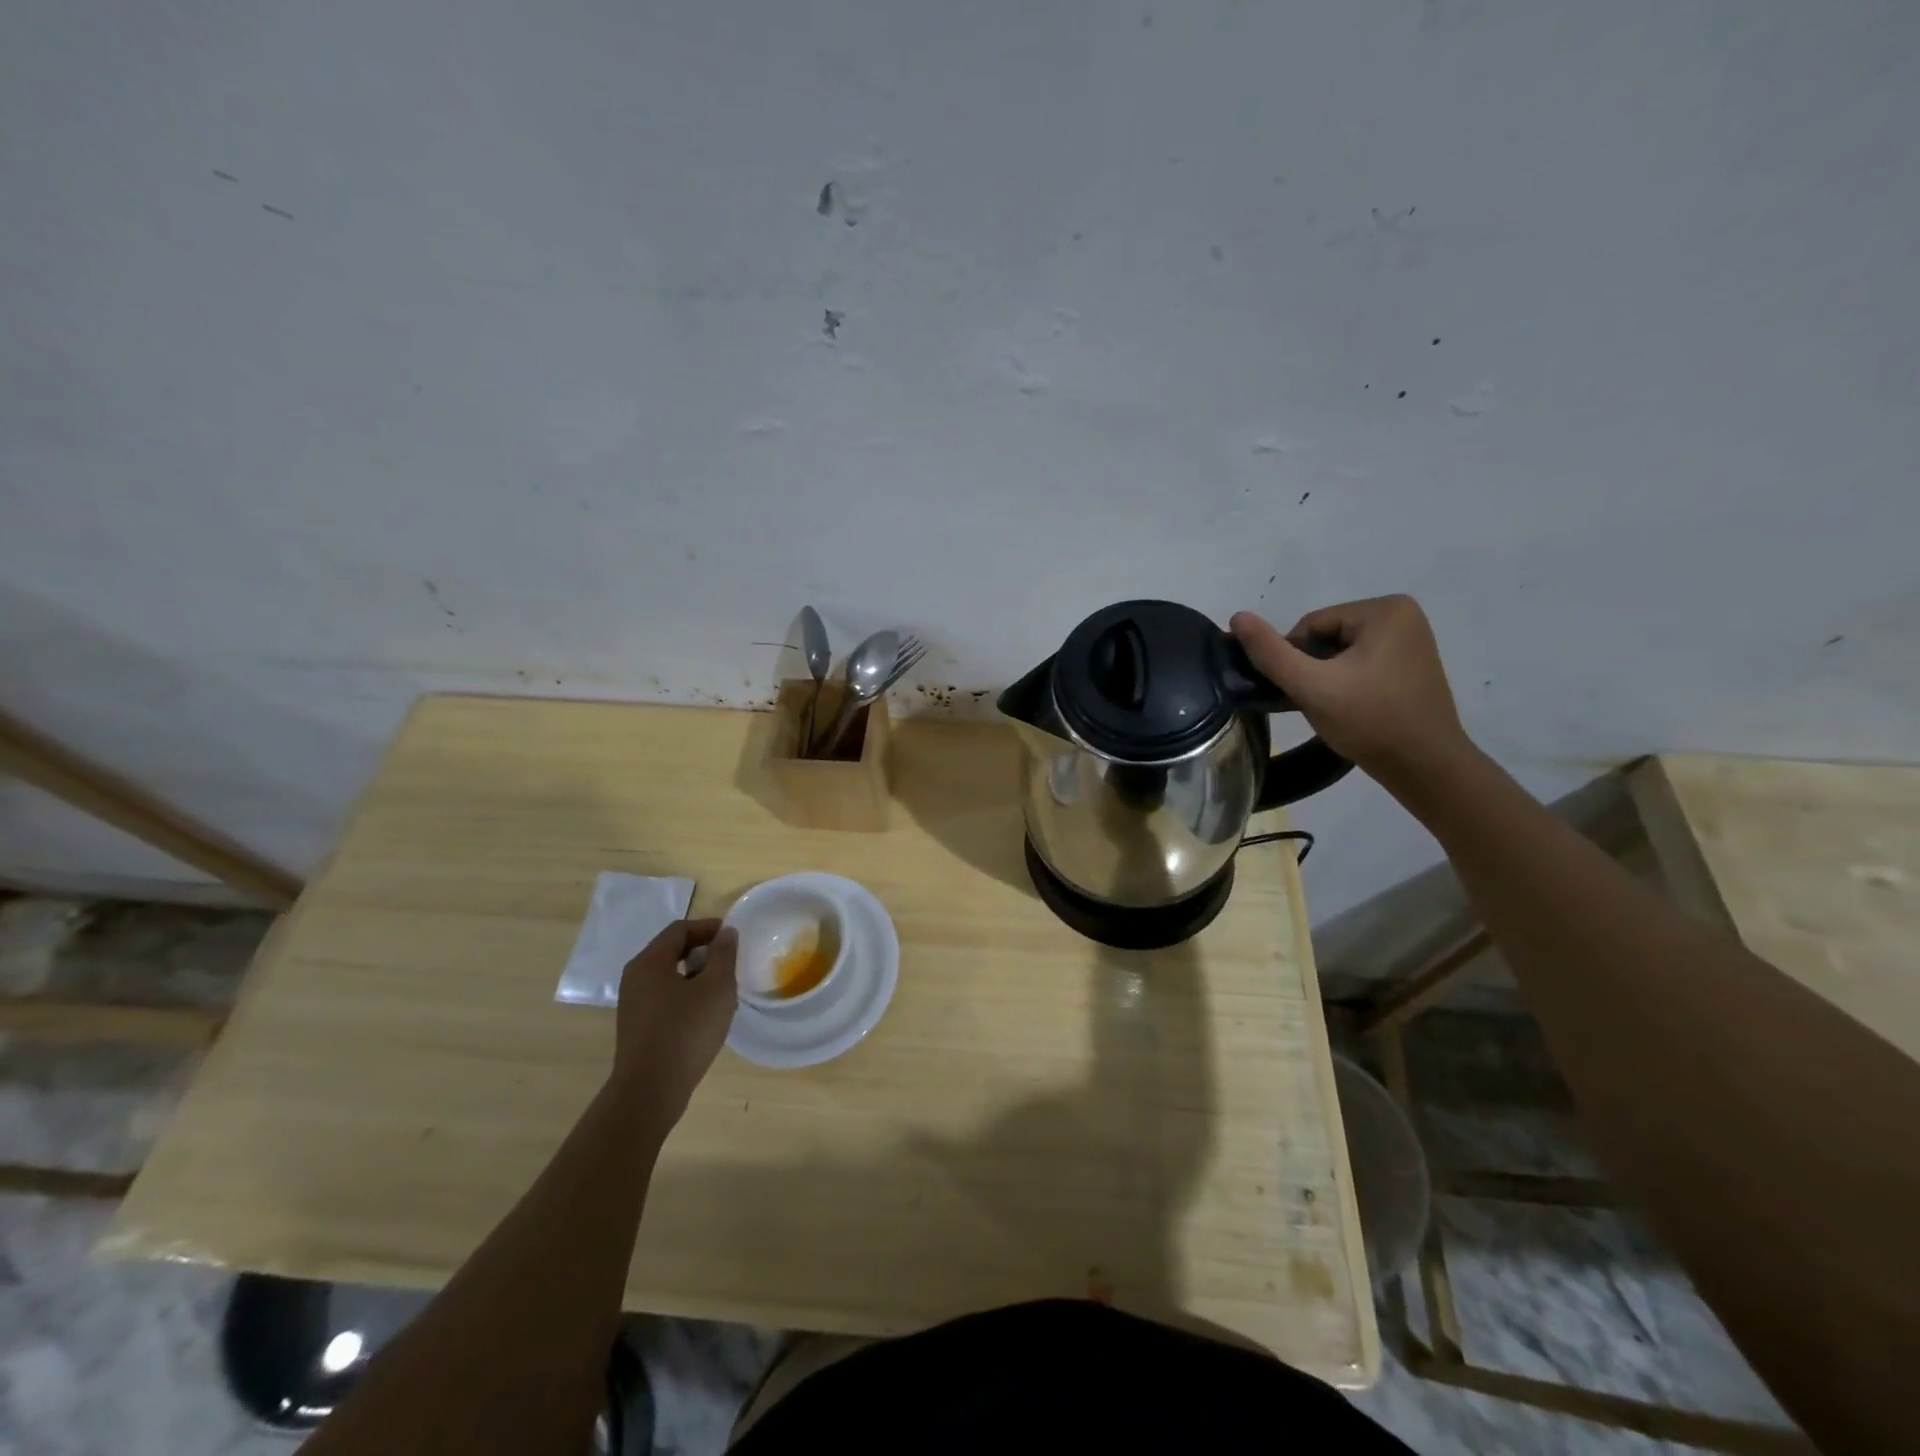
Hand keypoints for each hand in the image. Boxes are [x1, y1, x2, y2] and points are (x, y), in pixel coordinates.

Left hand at [610, 919, 738, 1130]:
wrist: (650, 1092)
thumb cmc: (686, 1031)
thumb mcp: (716, 987)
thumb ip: (723, 954)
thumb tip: (726, 933)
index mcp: (649, 962)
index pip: (680, 929)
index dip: (709, 928)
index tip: (734, 939)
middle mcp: (635, 978)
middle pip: (673, 951)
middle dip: (704, 953)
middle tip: (730, 965)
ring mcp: (634, 1004)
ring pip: (670, 977)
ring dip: (698, 977)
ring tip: (723, 994)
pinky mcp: (638, 1027)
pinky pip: (665, 999)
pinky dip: (687, 997)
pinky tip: (706, 1017)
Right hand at [1230, 595, 1470, 782]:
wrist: (1426, 767)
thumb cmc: (1370, 722)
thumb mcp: (1312, 686)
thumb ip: (1271, 652)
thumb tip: (1237, 617)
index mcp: (1385, 609)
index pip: (1311, 625)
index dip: (1295, 659)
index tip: (1303, 692)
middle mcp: (1403, 615)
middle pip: (1327, 637)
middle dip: (1314, 669)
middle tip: (1319, 704)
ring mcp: (1411, 640)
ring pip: (1341, 653)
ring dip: (1327, 678)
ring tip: (1334, 709)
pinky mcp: (1411, 663)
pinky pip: (1361, 664)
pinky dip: (1347, 683)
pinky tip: (1350, 708)